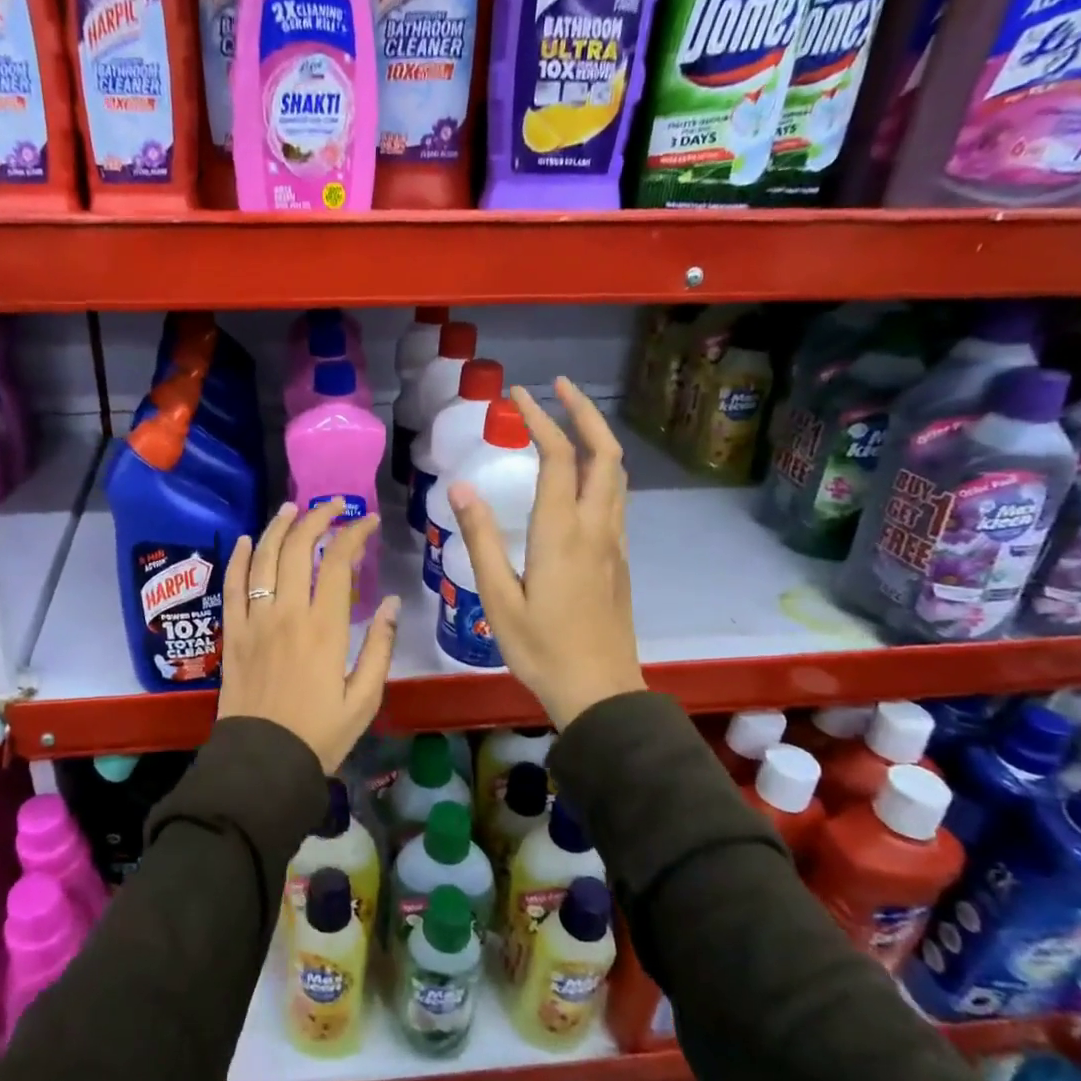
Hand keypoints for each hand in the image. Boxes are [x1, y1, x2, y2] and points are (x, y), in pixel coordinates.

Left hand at [217, 498, 400, 773]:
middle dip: (317, 518)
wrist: (263, 762)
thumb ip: (380, 646)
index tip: (367, 521)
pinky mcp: (233, 633)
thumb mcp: (365, 697)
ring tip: (292, 509)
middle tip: (333, 506)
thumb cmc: (320, 733)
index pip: (338, 562)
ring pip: (264, 559)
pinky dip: (239, 559)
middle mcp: (287, 613)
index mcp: (324, 628)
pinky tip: (247, 540)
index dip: (354, 534)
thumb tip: (393, 603)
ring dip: (278, 528)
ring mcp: (255, 620)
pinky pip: (233, 586)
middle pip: (299, 549)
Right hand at [447, 378, 640, 730]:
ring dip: (597, 436)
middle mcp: (596, 526)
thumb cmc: (541, 649)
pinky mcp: (619, 558)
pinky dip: (600, 466)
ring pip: (616, 473)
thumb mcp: (498, 598)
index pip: (558, 457)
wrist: (601, 692)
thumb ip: (481, 539)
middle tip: (557, 388)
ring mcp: (614, 542)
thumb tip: (461, 487)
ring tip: (569, 418)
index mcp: (563, 532)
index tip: (518, 395)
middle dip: (584, 412)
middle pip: (605, 453)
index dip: (540, 420)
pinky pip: (614, 496)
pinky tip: (578, 474)